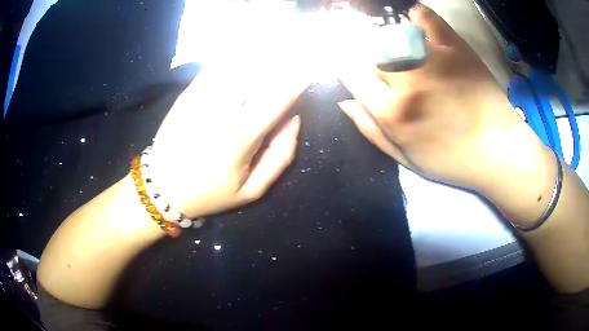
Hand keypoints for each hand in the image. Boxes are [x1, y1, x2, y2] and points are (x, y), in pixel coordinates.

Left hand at [149, 67, 308, 217]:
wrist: (161, 187)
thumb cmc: (209, 193)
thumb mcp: (251, 190)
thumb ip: (280, 156)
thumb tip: (294, 120)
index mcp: (238, 140)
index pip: (275, 101)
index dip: (295, 83)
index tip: (310, 71)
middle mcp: (218, 113)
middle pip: (256, 75)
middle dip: (279, 63)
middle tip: (295, 55)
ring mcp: (199, 100)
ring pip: (235, 66)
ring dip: (258, 56)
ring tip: (275, 49)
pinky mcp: (186, 95)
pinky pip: (214, 68)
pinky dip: (232, 58)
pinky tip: (244, 53)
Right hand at [338, 4, 548, 193]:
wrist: (498, 151)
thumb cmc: (453, 160)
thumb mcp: (407, 160)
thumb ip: (371, 131)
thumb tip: (344, 102)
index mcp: (394, 114)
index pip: (353, 77)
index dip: (347, 69)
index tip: (350, 67)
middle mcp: (408, 82)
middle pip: (371, 54)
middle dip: (370, 57)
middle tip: (382, 65)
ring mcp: (433, 59)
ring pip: (393, 34)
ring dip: (388, 37)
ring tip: (397, 47)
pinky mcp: (455, 47)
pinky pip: (427, 19)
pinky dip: (417, 15)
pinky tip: (414, 19)